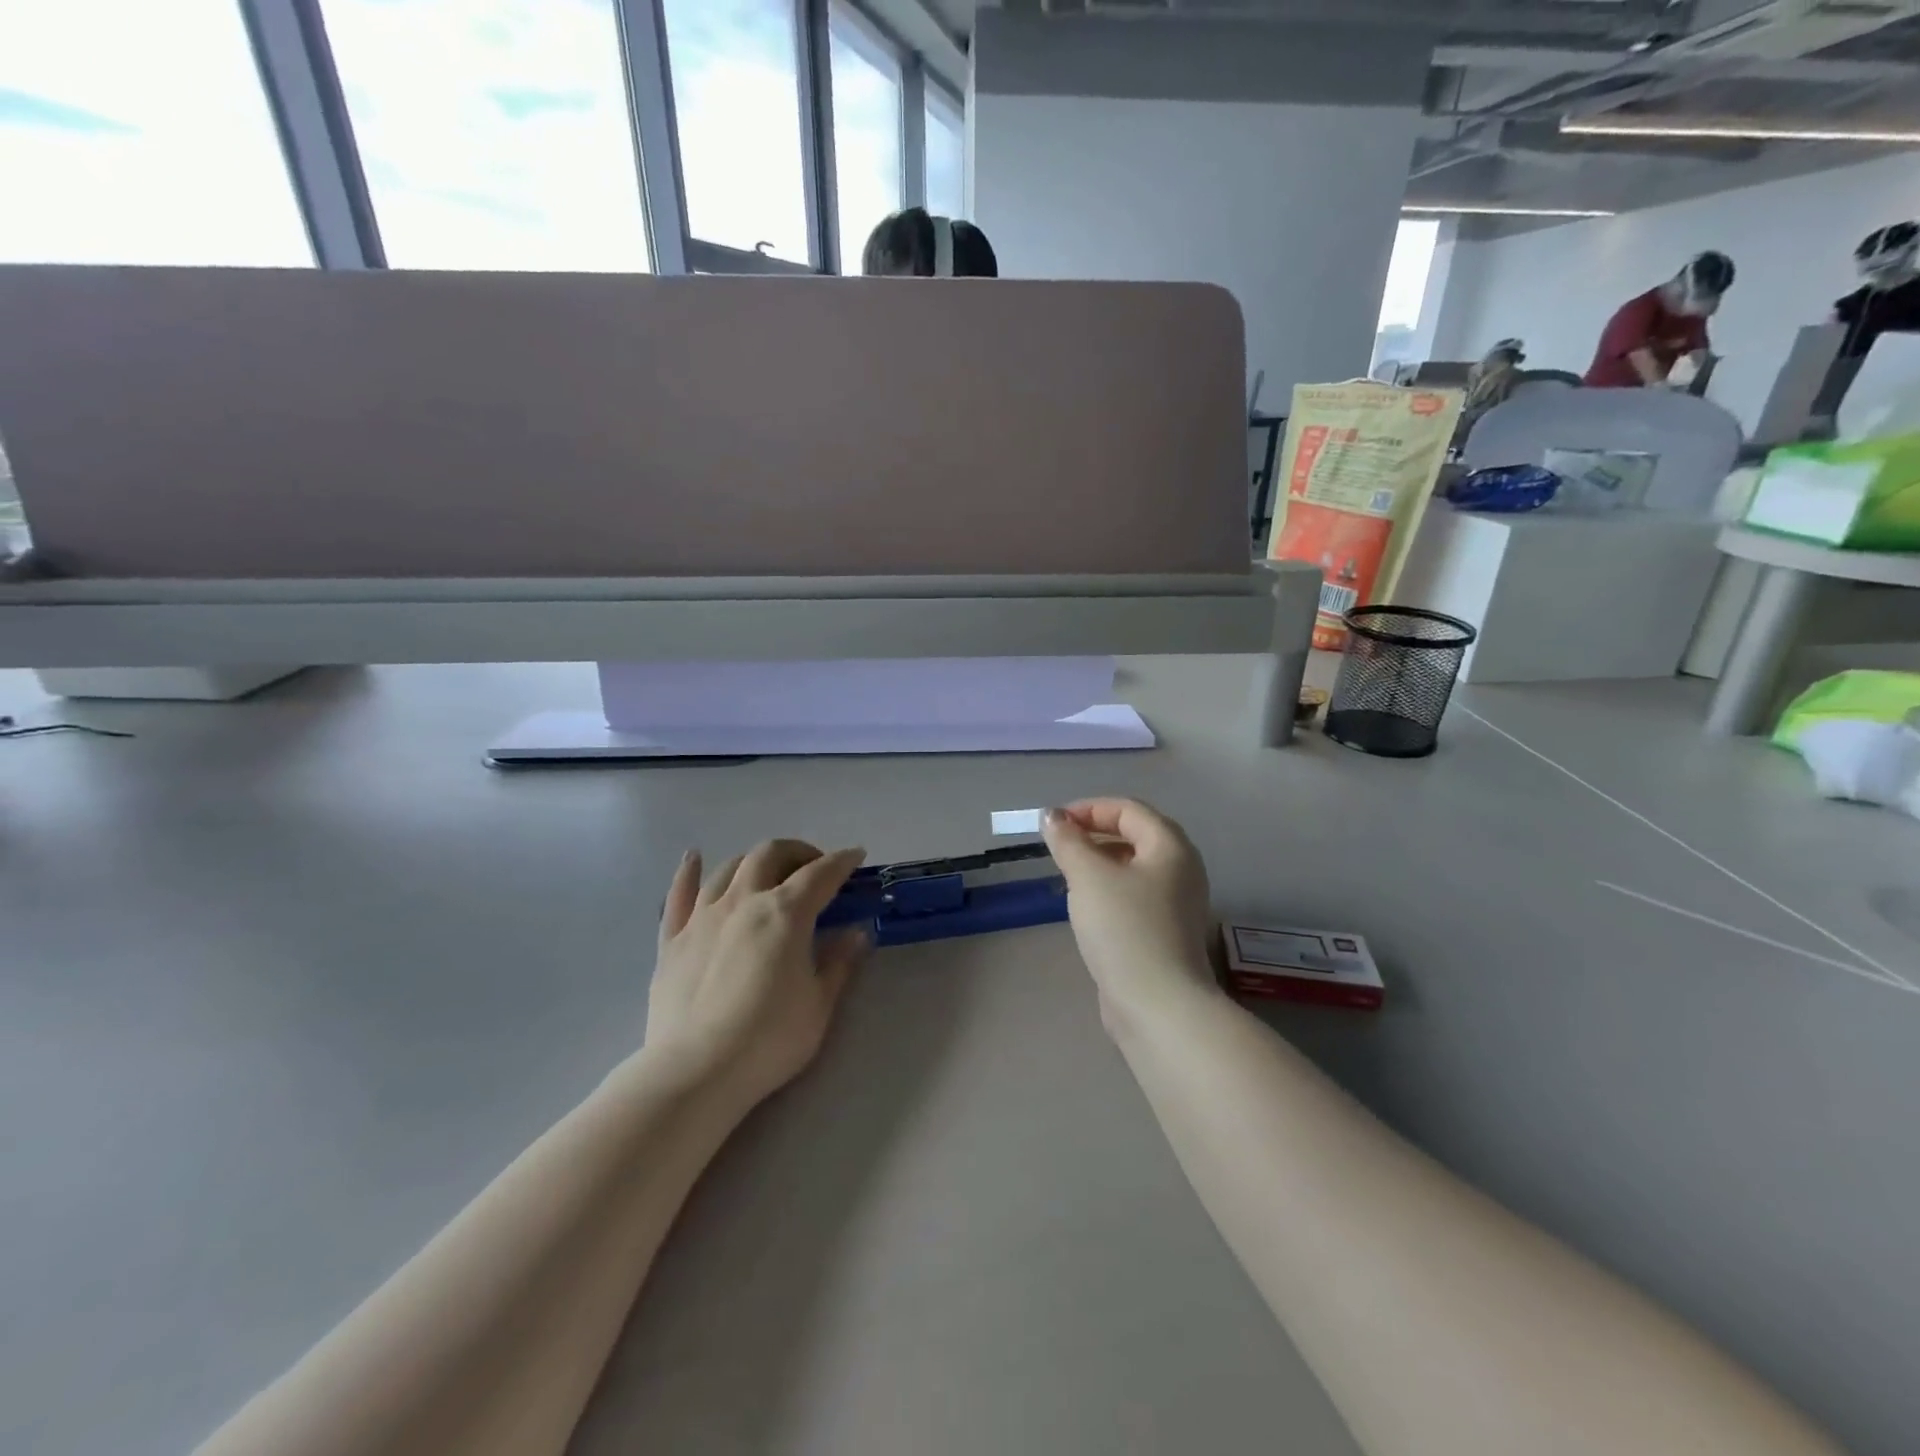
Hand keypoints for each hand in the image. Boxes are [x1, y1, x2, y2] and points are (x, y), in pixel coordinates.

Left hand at [647, 839, 870, 1109]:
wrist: (695, 1072)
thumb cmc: (769, 1039)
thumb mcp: (819, 1004)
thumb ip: (839, 962)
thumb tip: (856, 932)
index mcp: (785, 913)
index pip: (820, 874)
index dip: (842, 861)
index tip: (856, 856)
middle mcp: (743, 900)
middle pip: (770, 854)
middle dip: (798, 852)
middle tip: (814, 869)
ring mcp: (703, 916)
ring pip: (729, 867)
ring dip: (755, 861)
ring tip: (768, 873)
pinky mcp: (672, 939)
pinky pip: (679, 894)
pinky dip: (689, 871)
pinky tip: (694, 858)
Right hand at [1041, 799, 1220, 1028]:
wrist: (1157, 1005)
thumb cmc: (1124, 929)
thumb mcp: (1088, 876)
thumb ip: (1068, 841)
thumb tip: (1051, 816)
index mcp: (1171, 846)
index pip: (1129, 809)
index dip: (1088, 809)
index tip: (1053, 824)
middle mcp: (1182, 869)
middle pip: (1135, 835)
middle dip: (1093, 834)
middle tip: (1058, 847)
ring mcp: (1177, 903)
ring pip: (1133, 867)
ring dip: (1099, 862)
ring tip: (1067, 875)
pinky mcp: (1166, 932)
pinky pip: (1135, 895)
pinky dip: (1109, 889)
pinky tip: (1086, 907)